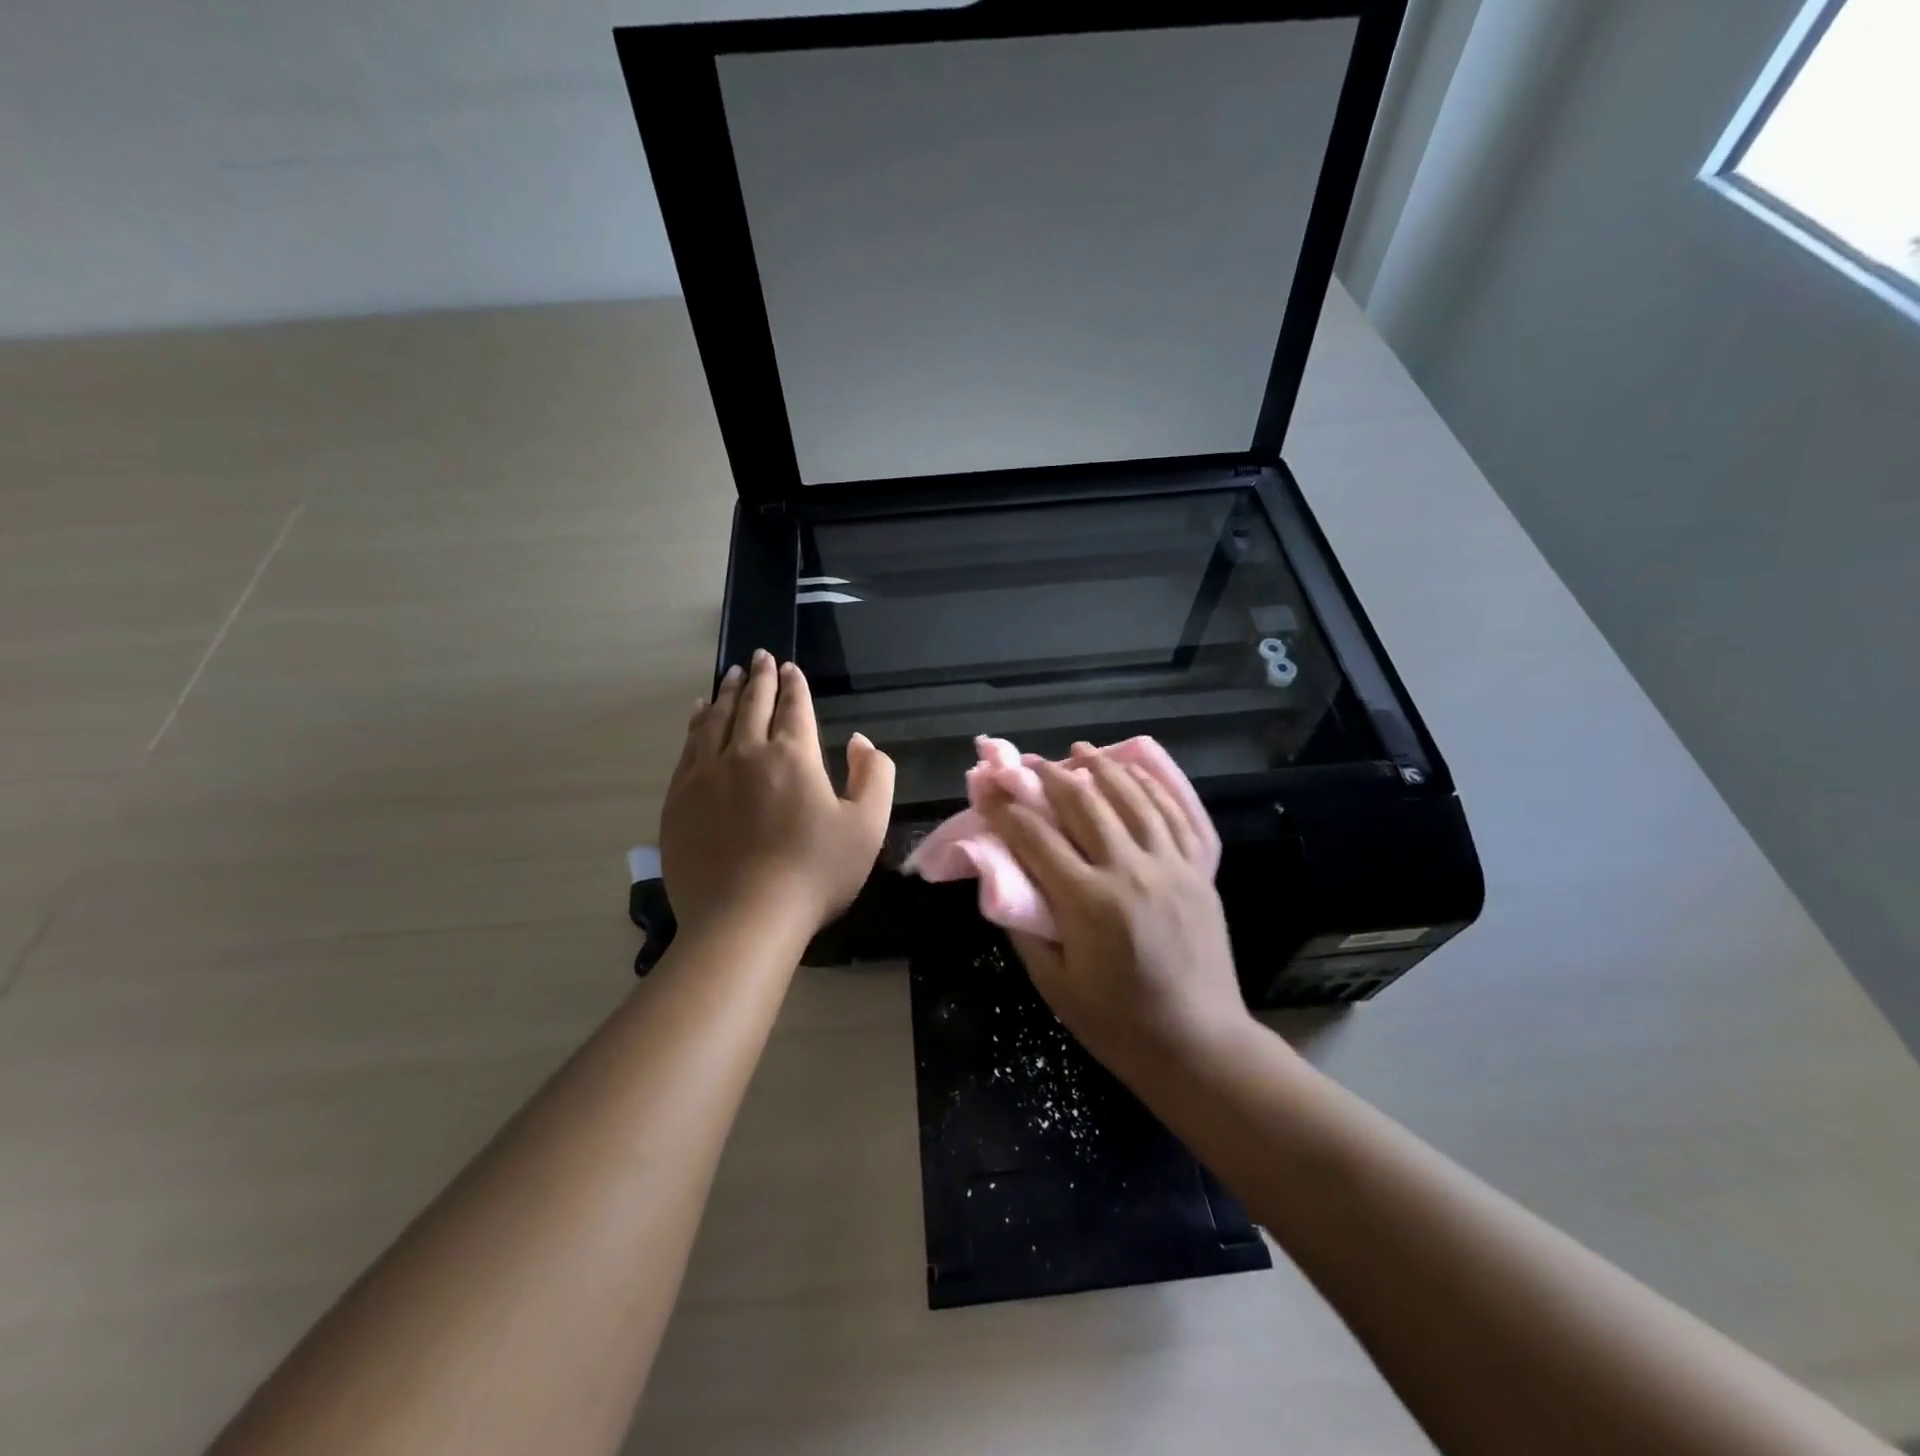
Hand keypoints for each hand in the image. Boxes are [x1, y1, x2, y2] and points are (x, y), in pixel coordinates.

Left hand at [661, 652, 894, 940]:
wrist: (744, 919)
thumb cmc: (815, 873)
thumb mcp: (867, 826)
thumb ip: (875, 776)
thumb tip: (860, 741)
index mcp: (794, 756)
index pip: (794, 707)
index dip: (794, 684)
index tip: (789, 667)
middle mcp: (746, 752)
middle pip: (752, 704)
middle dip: (759, 677)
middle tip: (759, 656)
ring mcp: (707, 774)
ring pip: (715, 719)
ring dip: (726, 693)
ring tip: (730, 675)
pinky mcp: (679, 798)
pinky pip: (688, 746)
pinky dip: (696, 722)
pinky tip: (698, 713)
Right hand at [981, 744, 1252, 1069]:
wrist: (1198, 1044)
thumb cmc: (1116, 1022)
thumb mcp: (1053, 983)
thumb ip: (1024, 924)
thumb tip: (1004, 876)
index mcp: (1089, 903)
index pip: (1035, 838)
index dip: (1005, 808)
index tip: (987, 789)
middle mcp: (1131, 872)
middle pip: (1084, 803)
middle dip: (1049, 777)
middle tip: (1027, 764)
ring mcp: (1172, 867)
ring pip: (1132, 798)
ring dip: (1101, 768)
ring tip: (1078, 752)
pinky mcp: (1200, 871)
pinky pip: (1177, 814)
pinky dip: (1152, 786)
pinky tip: (1133, 771)